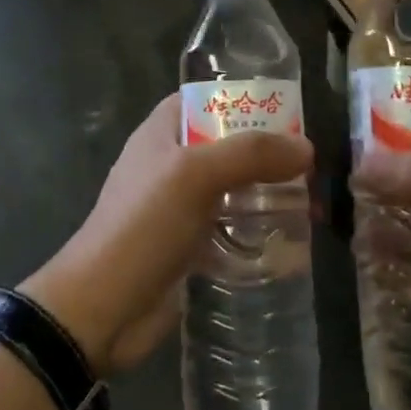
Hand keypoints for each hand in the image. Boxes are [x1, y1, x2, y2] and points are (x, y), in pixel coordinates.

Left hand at [24, 94, 312, 375]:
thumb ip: (251, 154)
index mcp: (161, 133)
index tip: (285, 111)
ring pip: (231, 188)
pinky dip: (255, 231)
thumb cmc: (143, 225)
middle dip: (264, 152)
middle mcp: (170, 164)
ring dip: (265, 193)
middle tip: (307, 165)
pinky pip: (229, 229)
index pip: (204, 100)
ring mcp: (178, 207)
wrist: (103, 309)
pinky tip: (288, 241)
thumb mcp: (196, 175)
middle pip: (225, 145)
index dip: (241, 100)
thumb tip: (306, 148)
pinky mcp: (188, 247)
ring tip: (308, 202)